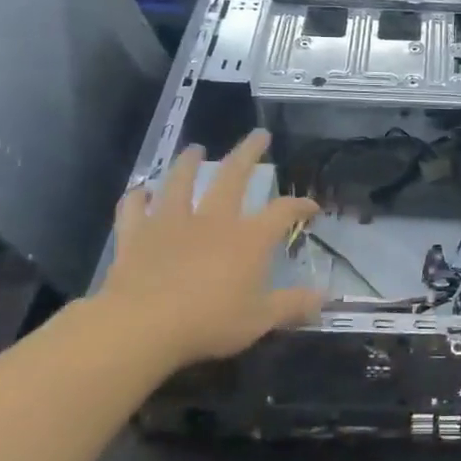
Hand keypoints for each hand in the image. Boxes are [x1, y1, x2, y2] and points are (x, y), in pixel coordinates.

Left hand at [94, 131, 321, 373]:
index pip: (282, 211)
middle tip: (259, 135)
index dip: (300, 205)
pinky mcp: (135, 234)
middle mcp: (213, 220)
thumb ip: (293, 305)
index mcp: (248, 238)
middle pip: (233, 176)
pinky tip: (140, 192)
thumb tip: (325, 298)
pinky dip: (137, 197)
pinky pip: (134, 208)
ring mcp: (171, 222)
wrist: (143, 325)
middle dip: (249, 153)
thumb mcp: (260, 320)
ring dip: (188, 162)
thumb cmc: (209, 322)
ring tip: (195, 148)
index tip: (312, 206)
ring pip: (180, 181)